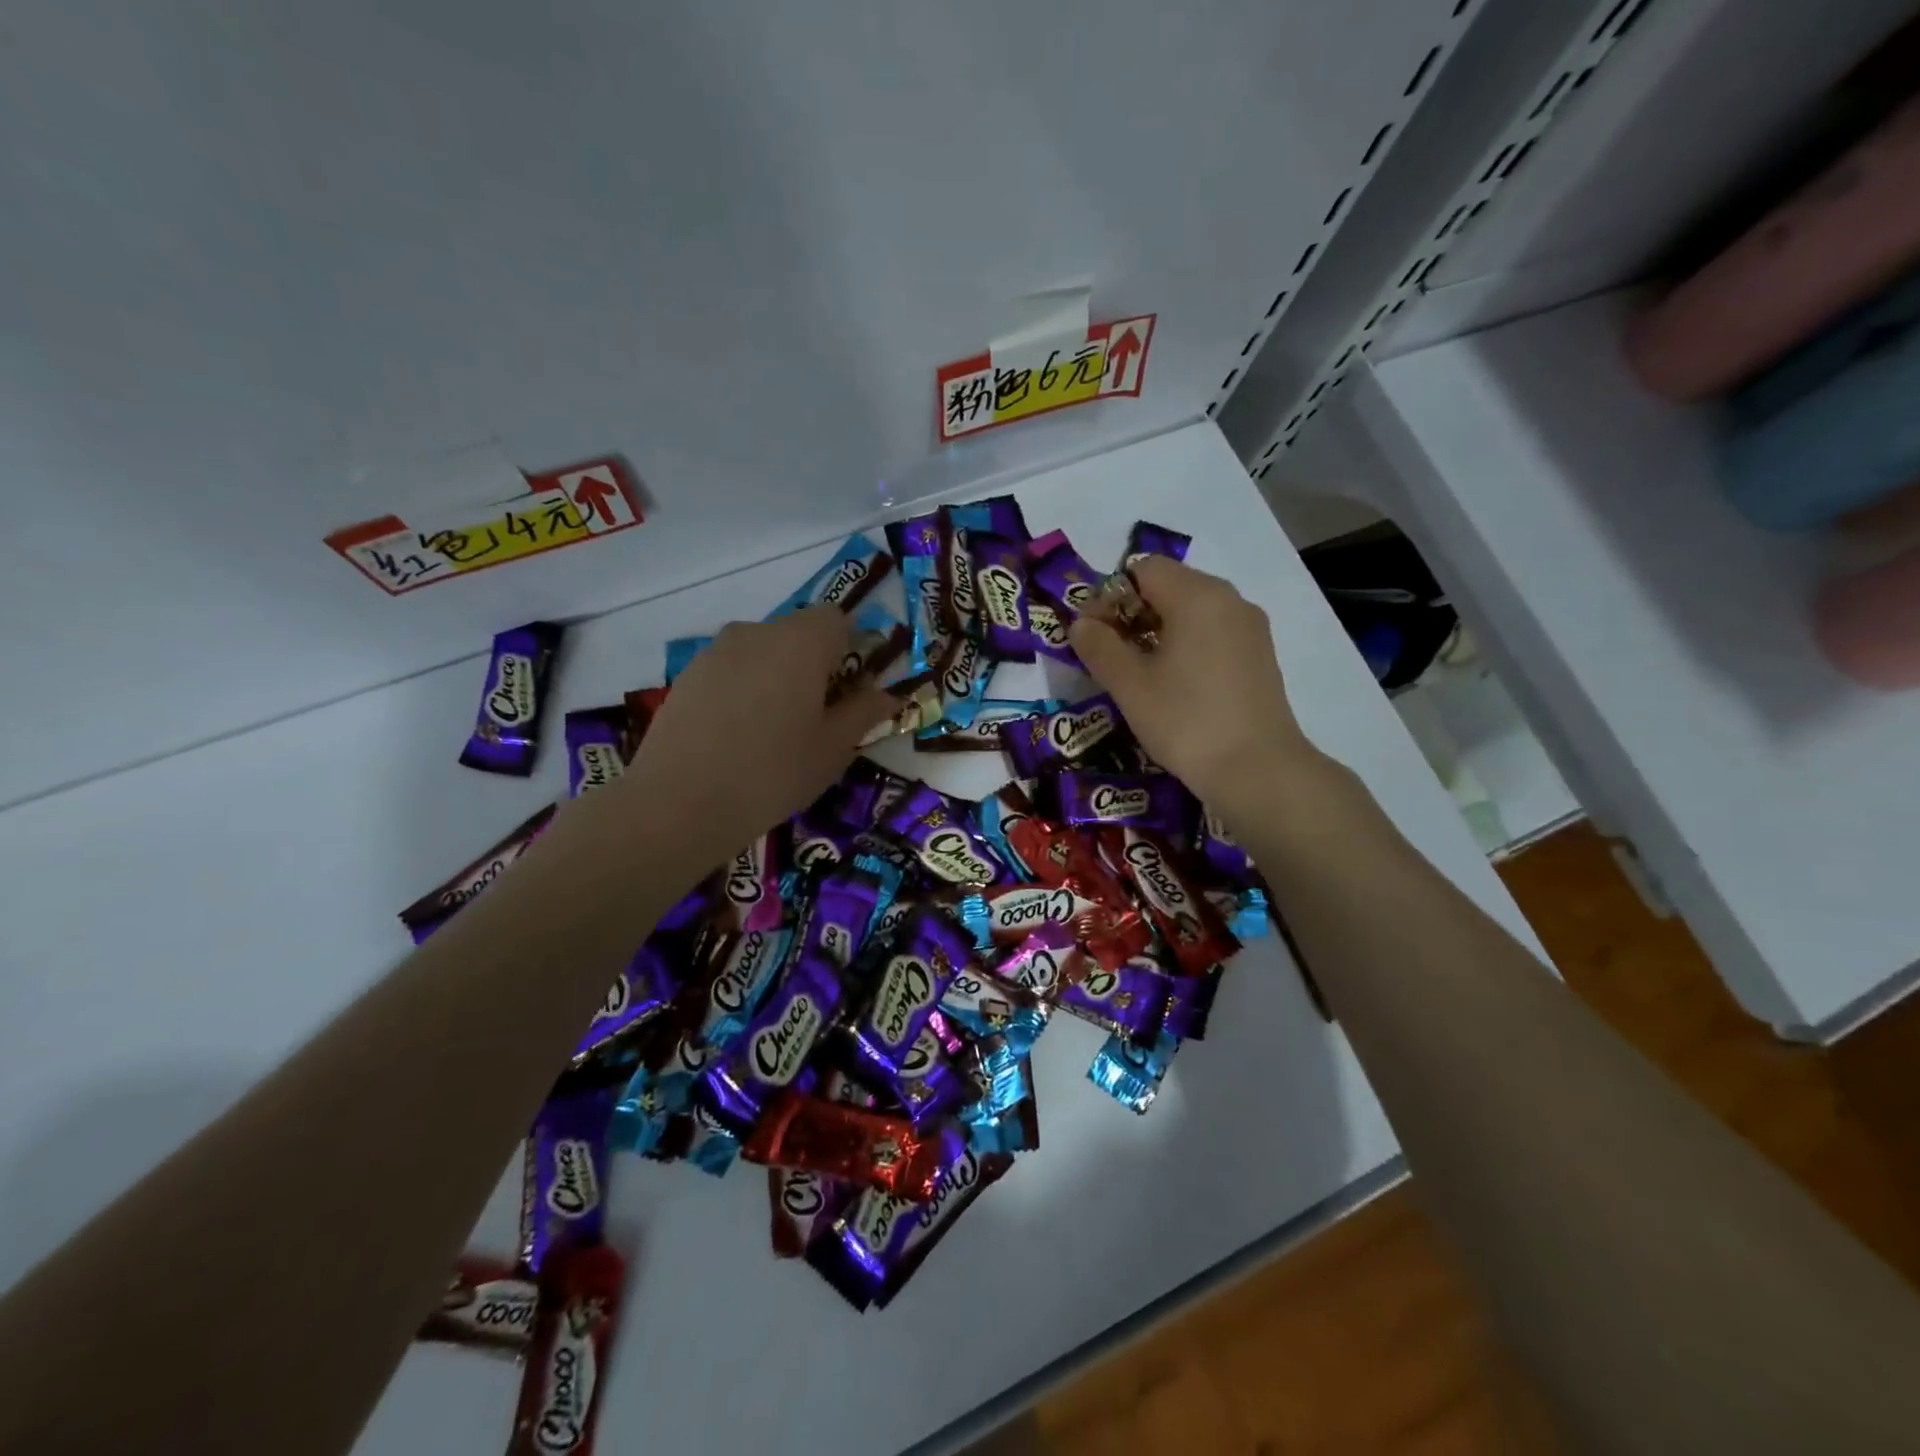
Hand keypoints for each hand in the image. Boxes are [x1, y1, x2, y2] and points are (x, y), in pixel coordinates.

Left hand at [621, 607, 892, 860]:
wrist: (678, 803)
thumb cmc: (771, 774)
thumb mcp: (832, 749)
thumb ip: (864, 713)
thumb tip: (887, 694)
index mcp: (800, 642)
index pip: (838, 619)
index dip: (852, 649)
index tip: (851, 690)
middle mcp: (757, 632)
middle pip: (799, 633)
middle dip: (816, 664)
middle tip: (818, 716)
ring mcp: (716, 651)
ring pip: (764, 651)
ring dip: (779, 676)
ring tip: (774, 730)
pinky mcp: (688, 674)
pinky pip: (733, 669)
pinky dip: (746, 689)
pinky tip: (738, 735)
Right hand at [1069, 556, 1323, 804]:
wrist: (1258, 770)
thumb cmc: (1186, 721)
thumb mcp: (1129, 685)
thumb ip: (1099, 647)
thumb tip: (1081, 624)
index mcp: (1197, 595)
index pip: (1143, 569)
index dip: (1109, 596)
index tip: (1093, 636)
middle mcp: (1229, 599)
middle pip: (1170, 585)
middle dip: (1132, 613)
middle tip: (1110, 655)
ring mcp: (1250, 627)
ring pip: (1193, 610)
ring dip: (1158, 630)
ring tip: (1139, 673)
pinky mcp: (1260, 655)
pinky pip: (1214, 632)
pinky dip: (1187, 645)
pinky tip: (1175, 684)